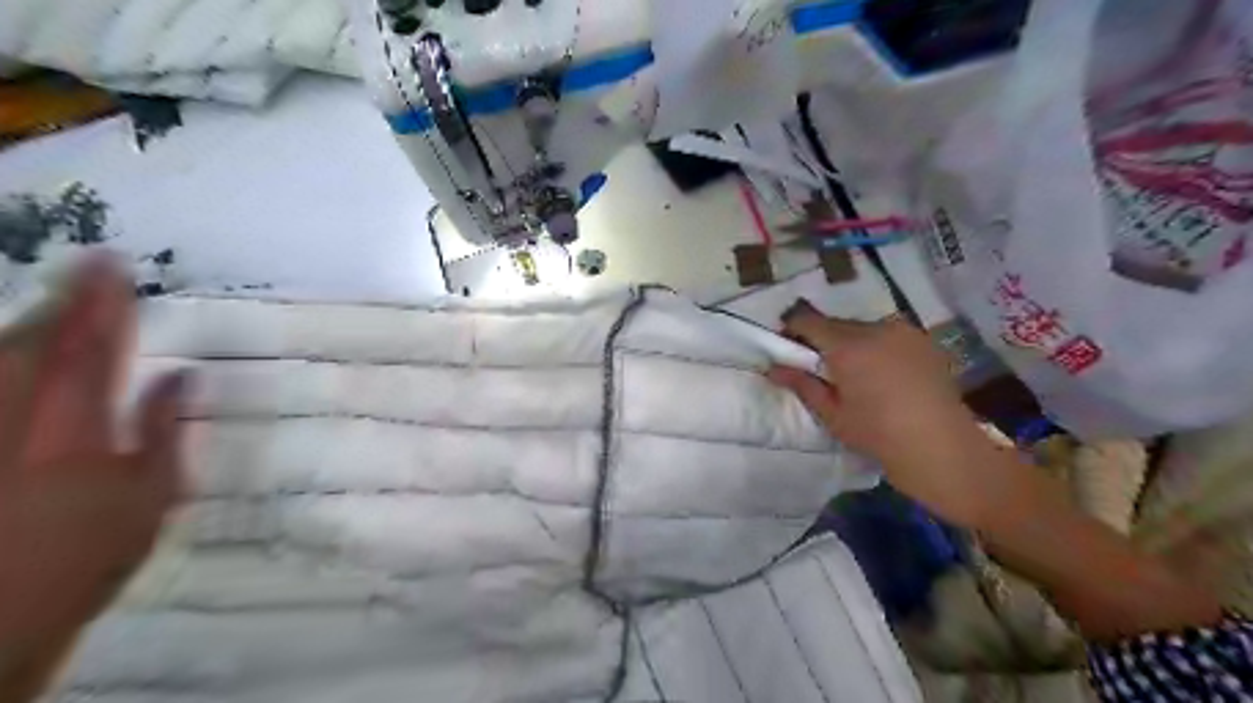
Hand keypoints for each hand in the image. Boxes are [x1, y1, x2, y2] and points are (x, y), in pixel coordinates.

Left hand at [1, 257, 185, 653]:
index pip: (89, 349)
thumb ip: (163, 431)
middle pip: (35, 346)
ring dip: (30, 326)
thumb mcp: (150, 496)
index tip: (113, 263)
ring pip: (2, 362)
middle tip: (90, 263)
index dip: (101, 304)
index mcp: (72, 426)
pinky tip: (25, 351)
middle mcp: (20, 419)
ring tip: (62, 299)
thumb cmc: (86, 554)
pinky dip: (12, 361)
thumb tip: (181, 375)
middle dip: (65, 303)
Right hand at [765, 299, 998, 527]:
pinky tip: (884, 375)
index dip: (791, 330)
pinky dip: (877, 347)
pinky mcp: (924, 341)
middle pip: (836, 323)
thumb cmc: (879, 435)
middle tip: (820, 369)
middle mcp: (876, 328)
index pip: (807, 321)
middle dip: (822, 340)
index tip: (787, 350)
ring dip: (851, 343)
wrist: (943, 448)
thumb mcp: (832, 414)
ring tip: (856, 376)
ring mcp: (904, 332)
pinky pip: (888, 336)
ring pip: (863, 328)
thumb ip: (802, 384)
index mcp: (848, 346)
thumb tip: (773, 367)